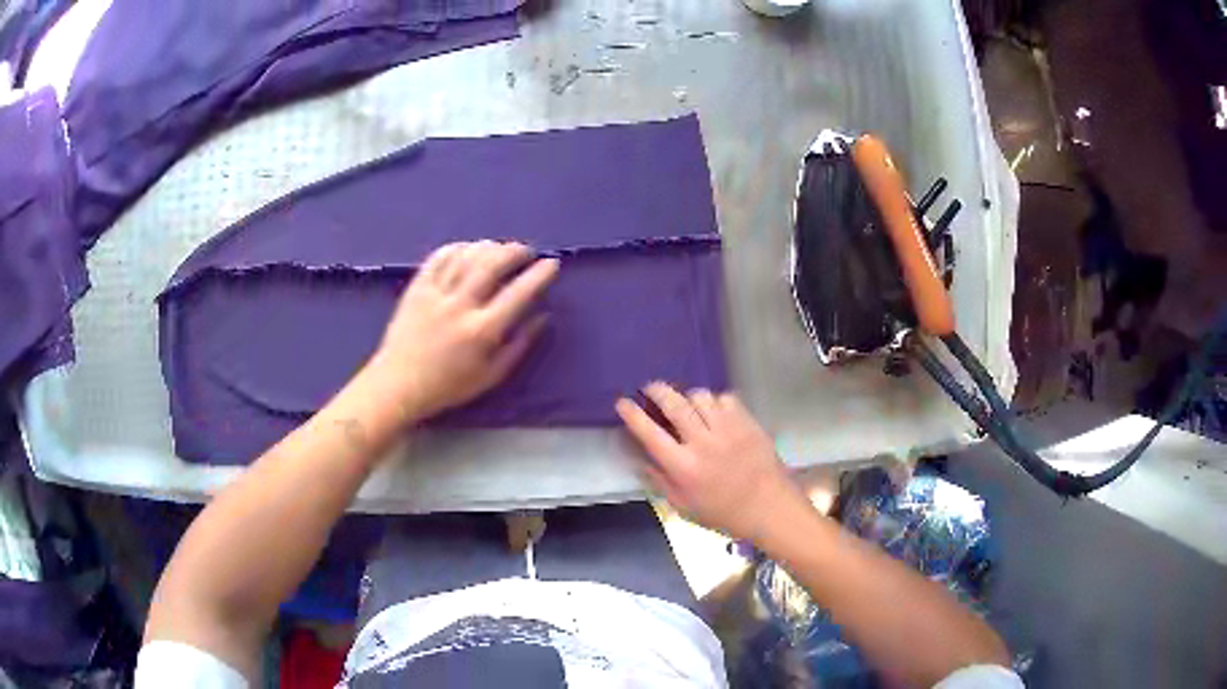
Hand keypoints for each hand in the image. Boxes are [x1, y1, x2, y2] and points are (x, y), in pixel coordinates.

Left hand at [369, 240, 558, 421]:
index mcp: (482, 331)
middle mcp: (460, 307)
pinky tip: (468, 248)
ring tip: (500, 248)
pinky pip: (439, 258)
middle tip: (526, 251)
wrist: (398, 385)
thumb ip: (519, 345)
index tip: (551, 263)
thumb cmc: (448, 386)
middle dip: (515, 251)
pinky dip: (458, 248)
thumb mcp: (491, 376)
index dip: (539, 275)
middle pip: (492, 264)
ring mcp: (435, 294)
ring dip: (488, 246)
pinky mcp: (416, 288)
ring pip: (467, 256)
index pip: (518, 294)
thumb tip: (544, 316)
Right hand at [616, 383, 810, 542]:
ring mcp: (727, 429)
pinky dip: (715, 401)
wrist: (769, 507)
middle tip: (650, 388)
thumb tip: (642, 461)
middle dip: (657, 391)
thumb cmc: (724, 514)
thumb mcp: (684, 507)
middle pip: (674, 404)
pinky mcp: (747, 422)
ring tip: (685, 402)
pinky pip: (725, 398)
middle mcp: (703, 442)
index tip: (622, 402)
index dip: (632, 414)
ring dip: (687, 396)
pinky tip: (714, 411)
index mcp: (683, 467)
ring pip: (700, 396)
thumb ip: (661, 482)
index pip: (650, 433)